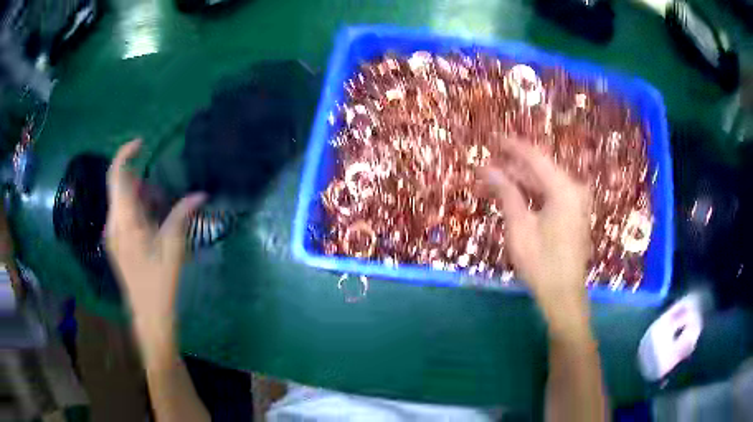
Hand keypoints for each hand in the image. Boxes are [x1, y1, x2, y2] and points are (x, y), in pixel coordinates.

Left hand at [105, 140, 204, 352]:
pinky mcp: (117, 242)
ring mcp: (113, 234)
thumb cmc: (160, 283)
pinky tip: (154, 226)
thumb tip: (200, 194)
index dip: (126, 154)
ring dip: (142, 197)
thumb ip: (182, 216)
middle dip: (142, 183)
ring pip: (123, 201)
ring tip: (163, 213)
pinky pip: (124, 215)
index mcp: (124, 221)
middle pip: (121, 187)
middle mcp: (114, 223)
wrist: (148, 315)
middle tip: (164, 196)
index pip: (117, 176)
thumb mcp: (173, 248)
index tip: (143, 143)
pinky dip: (139, 210)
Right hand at [481, 140, 590, 318]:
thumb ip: (506, 192)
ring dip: (520, 181)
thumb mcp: (520, 226)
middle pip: (540, 169)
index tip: (492, 137)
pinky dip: (531, 194)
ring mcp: (575, 203)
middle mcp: (573, 190)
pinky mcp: (573, 214)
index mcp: (564, 189)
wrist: (563, 295)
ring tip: (493, 180)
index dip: (512, 146)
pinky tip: (513, 195)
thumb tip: (487, 168)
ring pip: (544, 183)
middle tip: (486, 164)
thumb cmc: (541, 263)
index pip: (535, 157)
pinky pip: (550, 195)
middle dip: (513, 166)